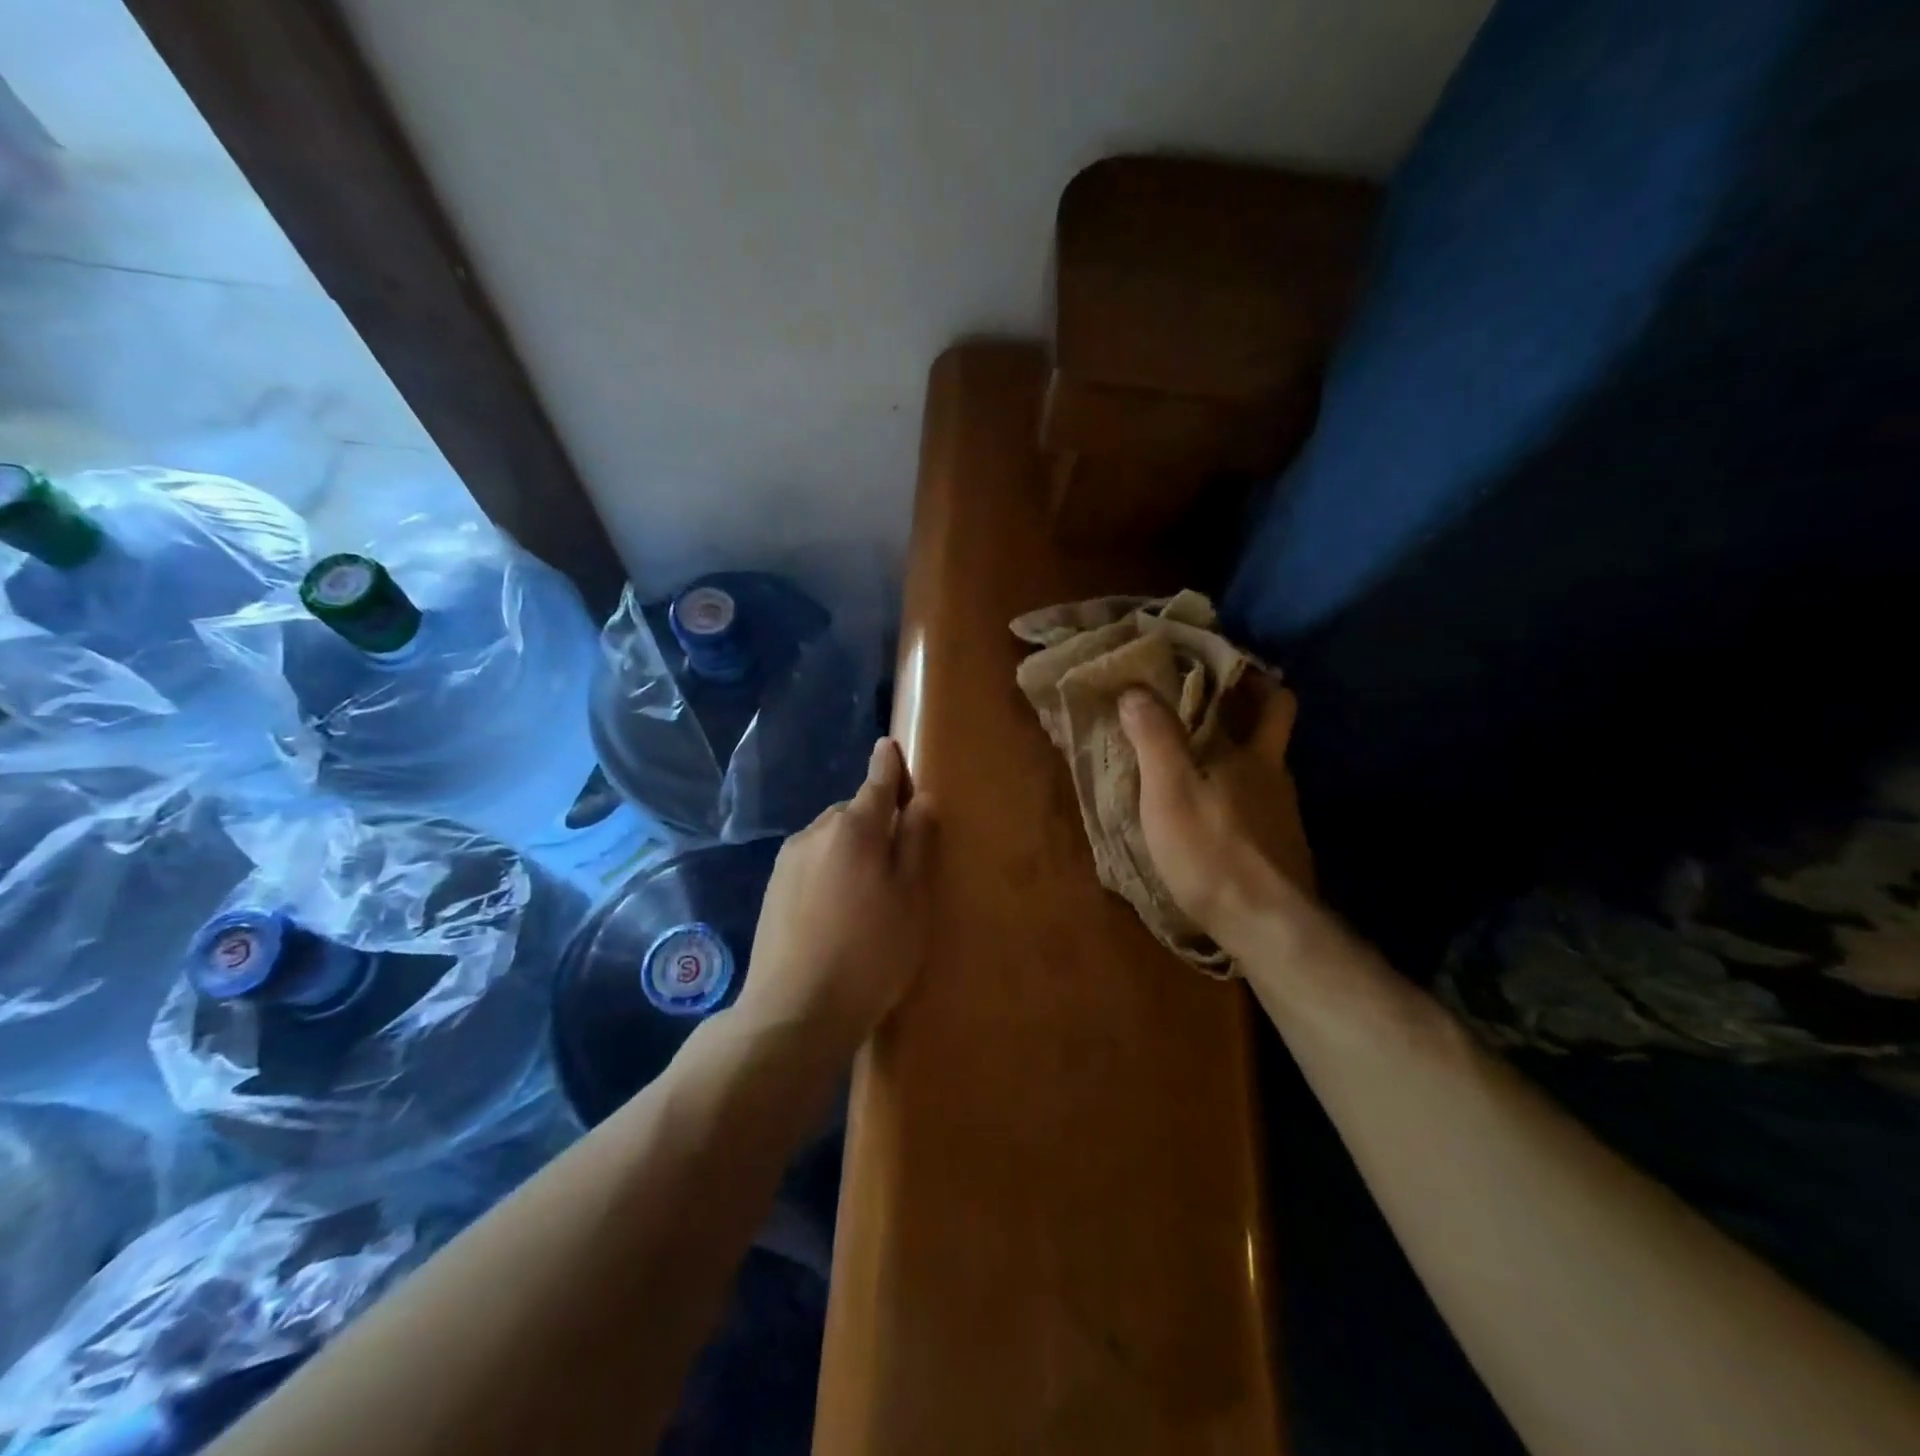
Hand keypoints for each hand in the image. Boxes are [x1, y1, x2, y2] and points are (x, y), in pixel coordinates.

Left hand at [738, 738, 936, 1053]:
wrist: (795, 1010)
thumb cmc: (870, 953)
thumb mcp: (912, 899)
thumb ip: (917, 843)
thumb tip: (919, 800)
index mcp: (855, 828)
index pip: (877, 782)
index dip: (888, 765)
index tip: (889, 746)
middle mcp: (816, 832)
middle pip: (854, 812)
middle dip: (876, 820)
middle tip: (900, 858)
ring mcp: (789, 860)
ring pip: (831, 837)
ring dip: (851, 847)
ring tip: (869, 891)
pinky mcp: (773, 888)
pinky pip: (812, 861)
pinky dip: (830, 868)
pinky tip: (838, 908)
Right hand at [1119, 687, 1313, 958]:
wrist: (1266, 926)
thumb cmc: (1211, 850)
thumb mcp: (1169, 790)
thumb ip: (1154, 738)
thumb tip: (1135, 688)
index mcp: (1255, 755)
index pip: (1274, 700)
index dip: (1256, 678)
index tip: (1227, 665)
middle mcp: (1276, 778)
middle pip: (1273, 733)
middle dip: (1249, 712)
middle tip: (1208, 704)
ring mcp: (1283, 816)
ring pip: (1263, 772)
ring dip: (1237, 758)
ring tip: (1196, 760)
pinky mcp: (1280, 850)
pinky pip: (1258, 808)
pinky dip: (1236, 798)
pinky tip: (1212, 814)